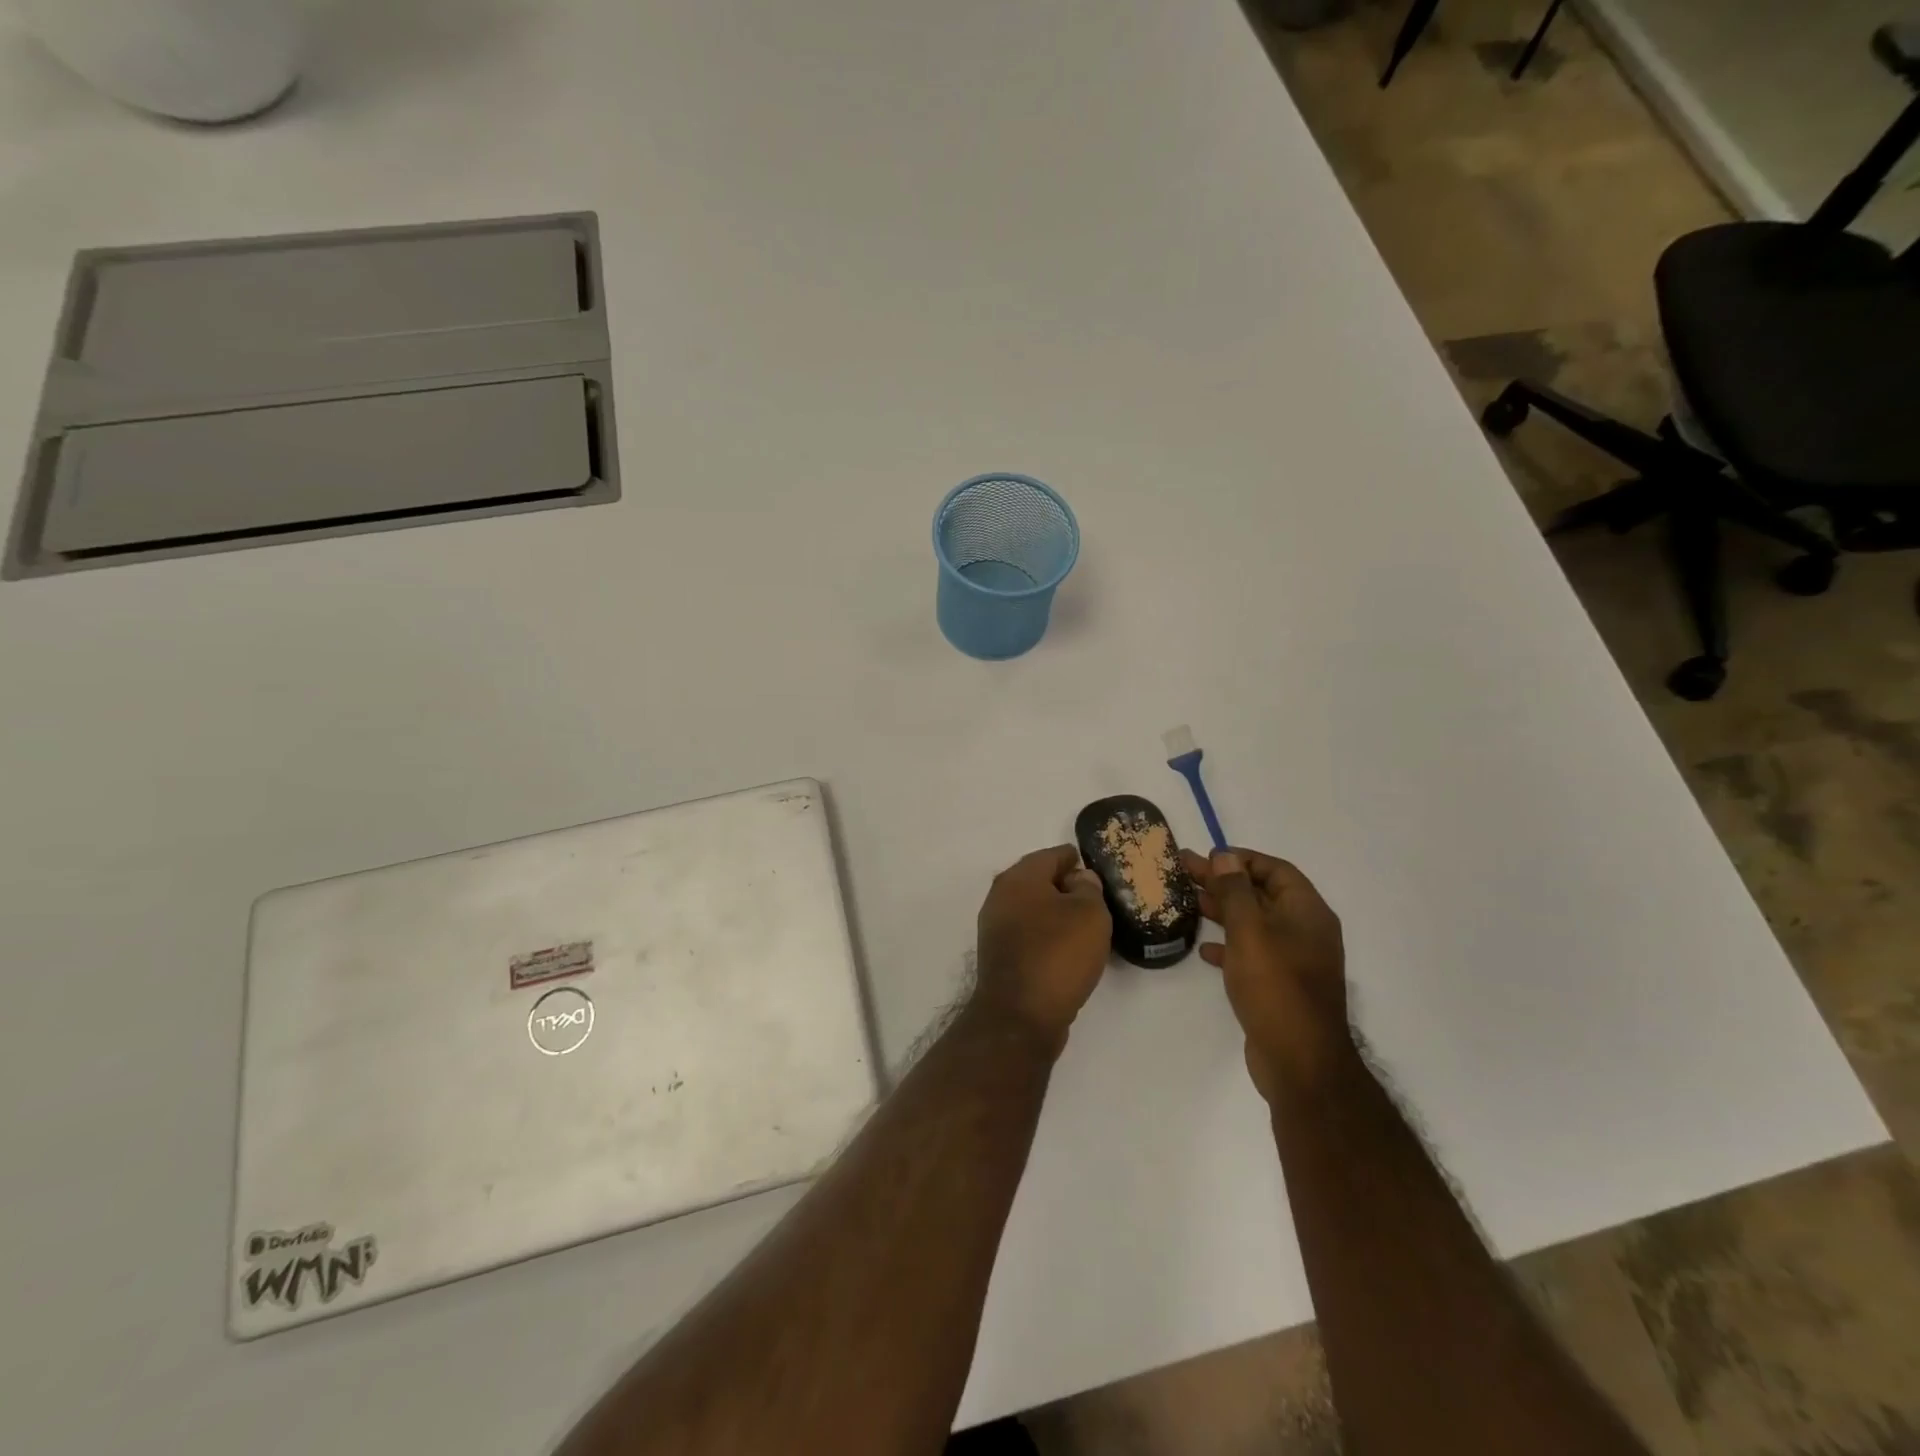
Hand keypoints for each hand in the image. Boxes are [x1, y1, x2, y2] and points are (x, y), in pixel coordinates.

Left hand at [971, 845, 1113, 1054]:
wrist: (1019, 1016)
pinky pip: (1029, 934)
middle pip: (1039, 881)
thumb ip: (1088, 888)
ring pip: (1033, 909)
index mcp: (1019, 878)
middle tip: (1097, 898)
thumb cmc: (1058, 955)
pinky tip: (1068, 949)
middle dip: (1066, 886)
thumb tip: (1078, 880)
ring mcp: (996, 928)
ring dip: (1057, 913)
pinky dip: (1047, 935)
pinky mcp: (999, 956)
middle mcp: (1000, 897)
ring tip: (1087, 925)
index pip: (1052, 855)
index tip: (1098, 869)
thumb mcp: (1089, 914)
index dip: (1077, 859)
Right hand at [1181, 847, 1348, 1100]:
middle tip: (1185, 872)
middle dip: (1225, 882)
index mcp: (1307, 912)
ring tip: (1189, 902)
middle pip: (1262, 894)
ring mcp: (1295, 960)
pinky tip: (1205, 949)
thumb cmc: (1275, 986)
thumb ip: (1235, 891)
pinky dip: (1230, 945)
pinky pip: (1253, 953)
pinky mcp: (1281, 986)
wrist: (1300, 1061)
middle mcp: (1306, 931)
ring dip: (1224, 911)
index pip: (1275, 870)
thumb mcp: (1250, 931)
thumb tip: (1225, 857)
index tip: (1207, 857)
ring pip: (1255, 923)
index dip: (1242, 859)